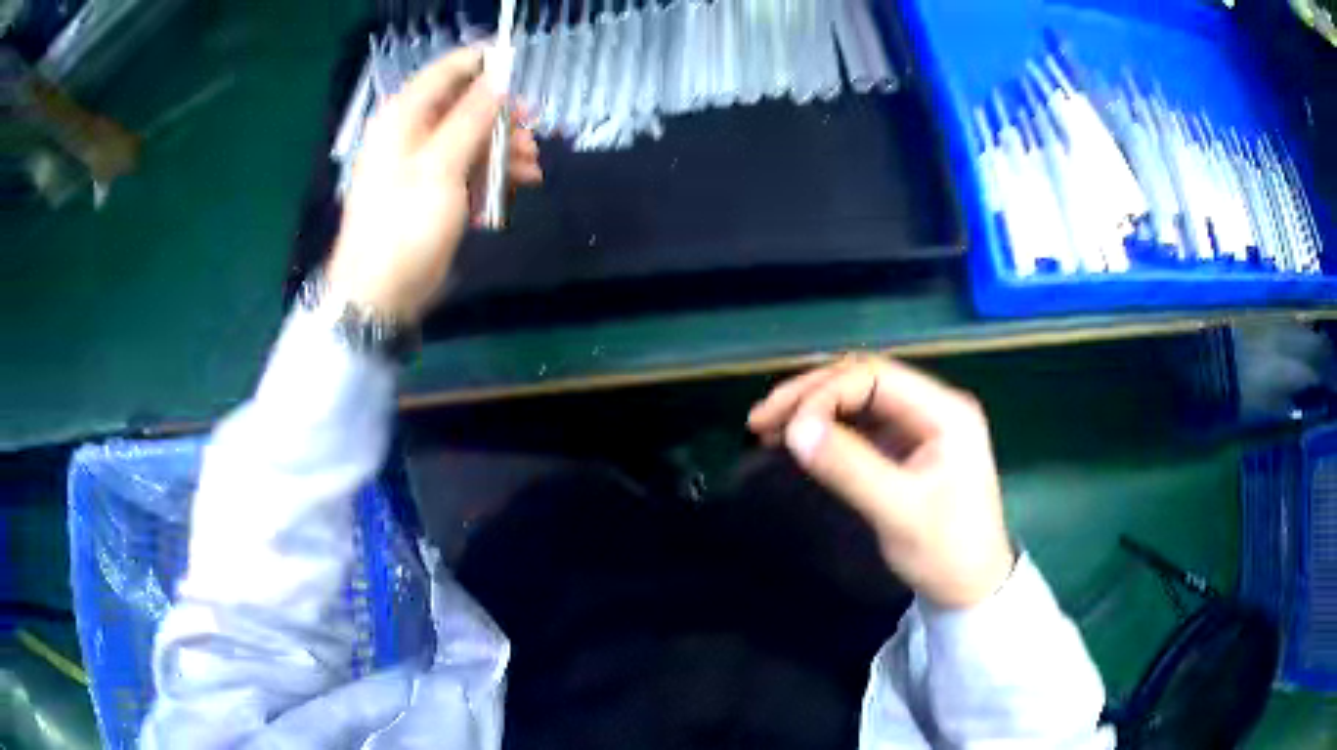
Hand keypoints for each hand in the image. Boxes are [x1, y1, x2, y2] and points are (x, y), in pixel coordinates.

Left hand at [326, 46, 543, 322]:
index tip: (522, 72)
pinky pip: (470, 166)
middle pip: (465, 104)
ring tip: (533, 167)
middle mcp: (413, 131)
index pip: (448, 71)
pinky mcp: (434, 189)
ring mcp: (424, 162)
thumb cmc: (404, 225)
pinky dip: (495, 172)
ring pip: (473, 137)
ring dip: (505, 148)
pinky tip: (519, 184)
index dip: (485, 65)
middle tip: (533, 130)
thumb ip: (472, 118)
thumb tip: (500, 78)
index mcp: (404, 116)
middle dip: (502, 116)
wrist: (382, 291)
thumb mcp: (440, 166)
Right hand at [748, 356, 1014, 608]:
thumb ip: (849, 467)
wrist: (972, 588)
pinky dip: (827, 429)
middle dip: (811, 394)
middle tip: (761, 419)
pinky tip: (799, 440)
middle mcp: (934, 406)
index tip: (785, 428)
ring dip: (814, 409)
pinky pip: (862, 424)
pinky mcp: (908, 446)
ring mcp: (921, 425)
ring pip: (859, 398)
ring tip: (767, 428)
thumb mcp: (899, 512)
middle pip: (864, 378)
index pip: (875, 376)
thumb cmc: (945, 551)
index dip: (825, 393)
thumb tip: (794, 429)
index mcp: (946, 411)